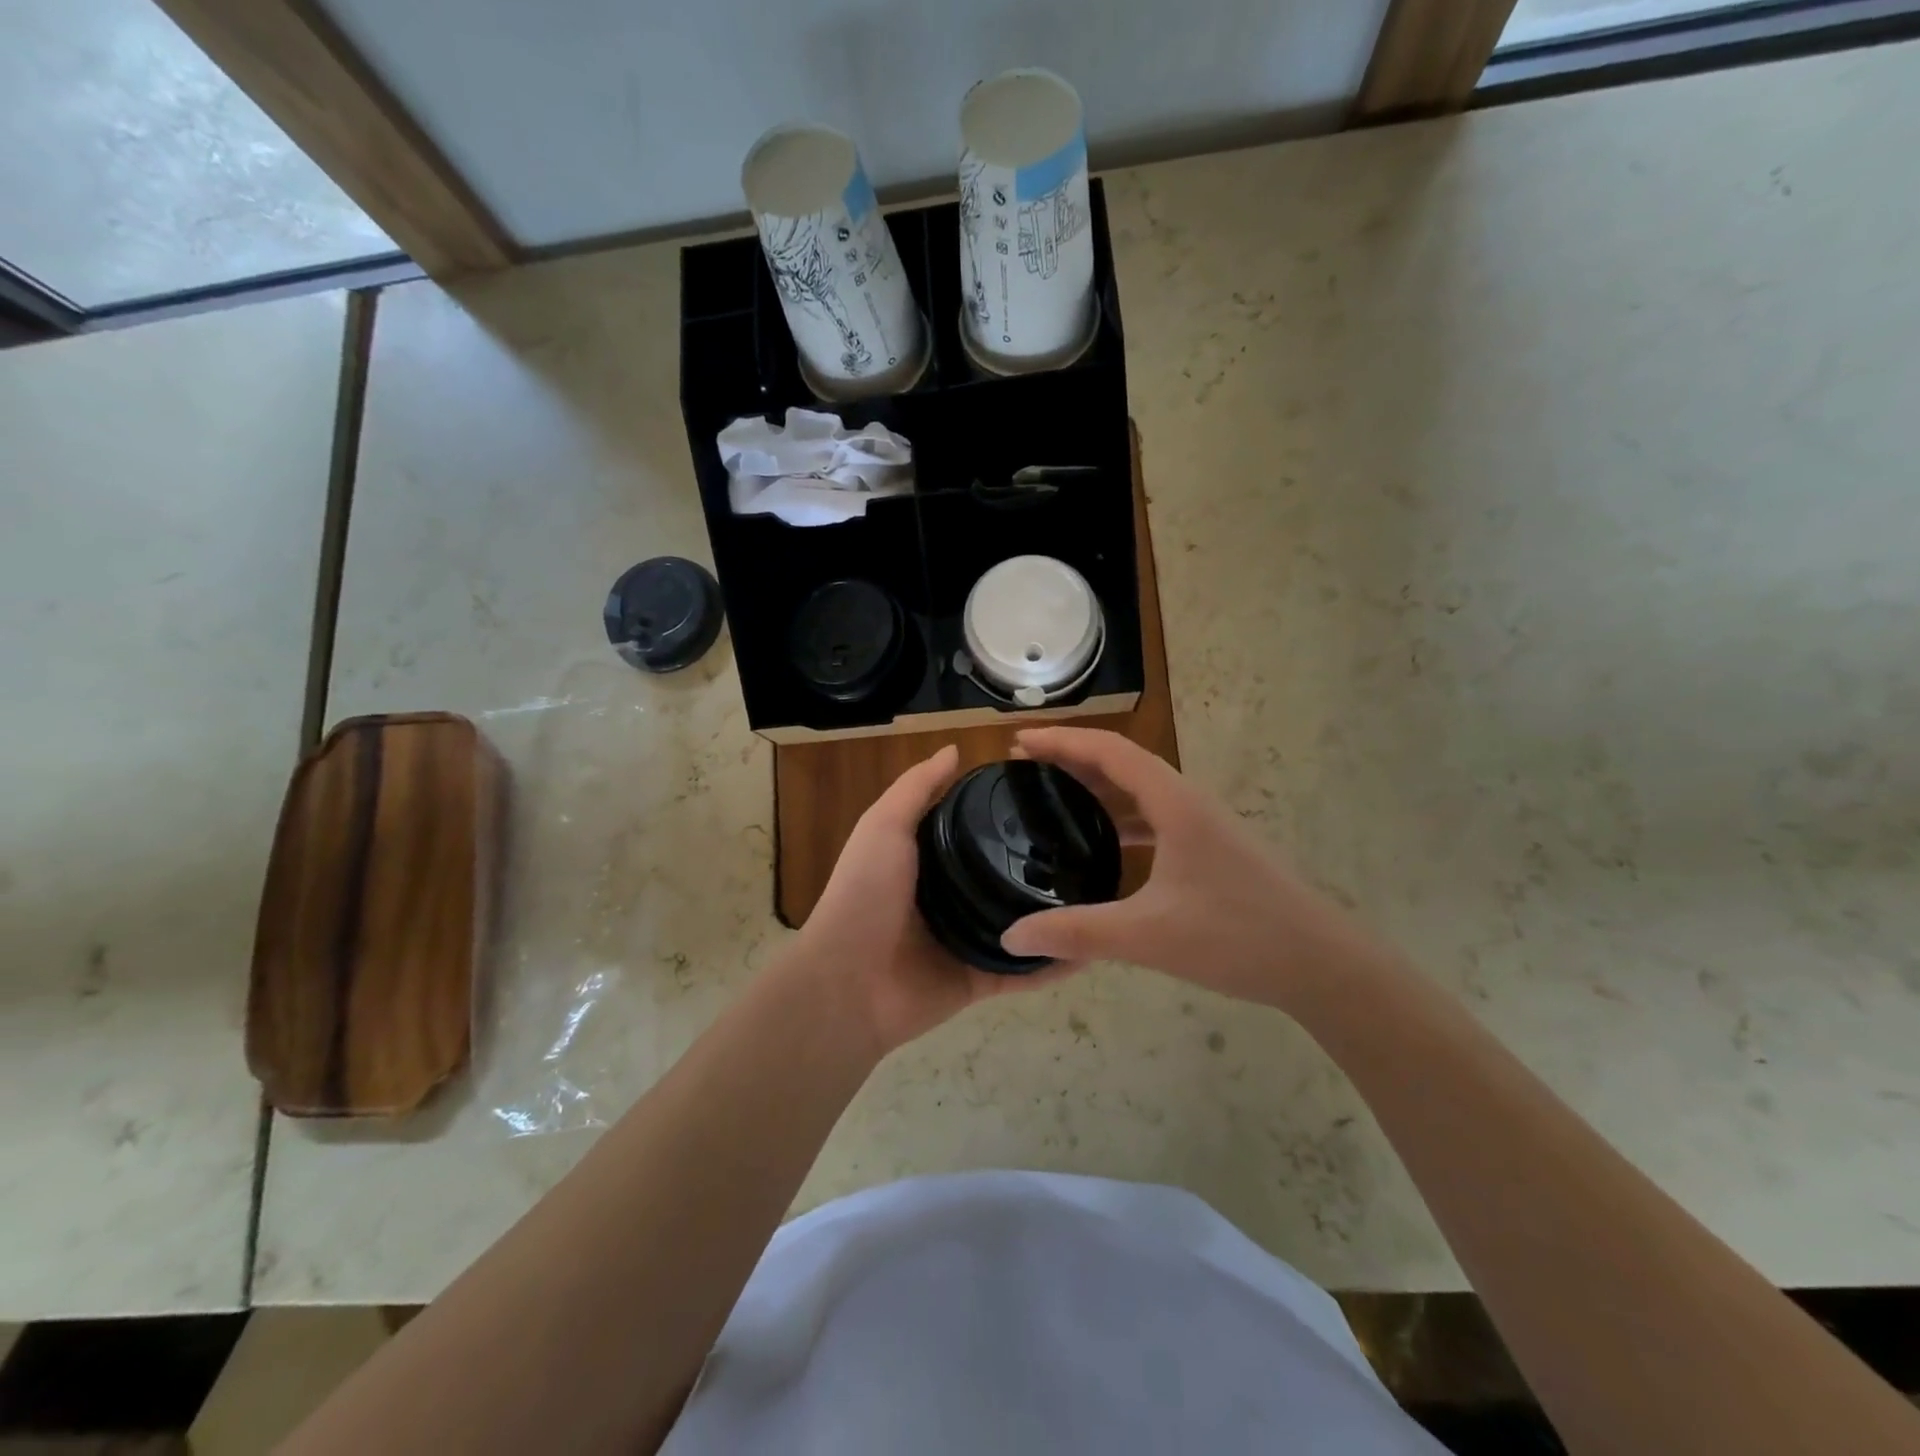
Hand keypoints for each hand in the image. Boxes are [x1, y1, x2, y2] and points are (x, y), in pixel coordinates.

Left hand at [791, 744, 1078, 1056]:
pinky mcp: (981, 979)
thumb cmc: (864, 893)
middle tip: (1093, 842)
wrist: (847, 982)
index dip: (1010, 813)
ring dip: (1058, 914)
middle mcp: (953, 898)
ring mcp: (968, 940)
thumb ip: (917, 788)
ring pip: (1025, 924)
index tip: (1054, 793)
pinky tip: (1093, 949)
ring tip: (1104, 892)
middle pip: (1006, 876)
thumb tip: (956, 749)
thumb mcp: (884, 826)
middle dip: (1043, 864)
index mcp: (930, 862)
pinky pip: (1025, 971)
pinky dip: (1055, 965)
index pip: (979, 831)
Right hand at [999, 728, 1393, 1010]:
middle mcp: (1190, 802)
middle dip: (1072, 758)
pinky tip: (1104, 844)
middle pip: (1123, 762)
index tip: (1019, 743)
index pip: (1110, 751)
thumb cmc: (1238, 938)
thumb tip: (1011, 938)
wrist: (1323, 965)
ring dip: (1098, 785)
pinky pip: (1155, 817)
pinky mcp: (1213, 850)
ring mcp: (1205, 826)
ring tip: (1054, 796)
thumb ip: (1077, 934)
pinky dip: (1121, 817)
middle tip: (1024, 767)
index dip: (1062, 741)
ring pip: (1141, 790)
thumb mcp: (1148, 936)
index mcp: (1175, 803)